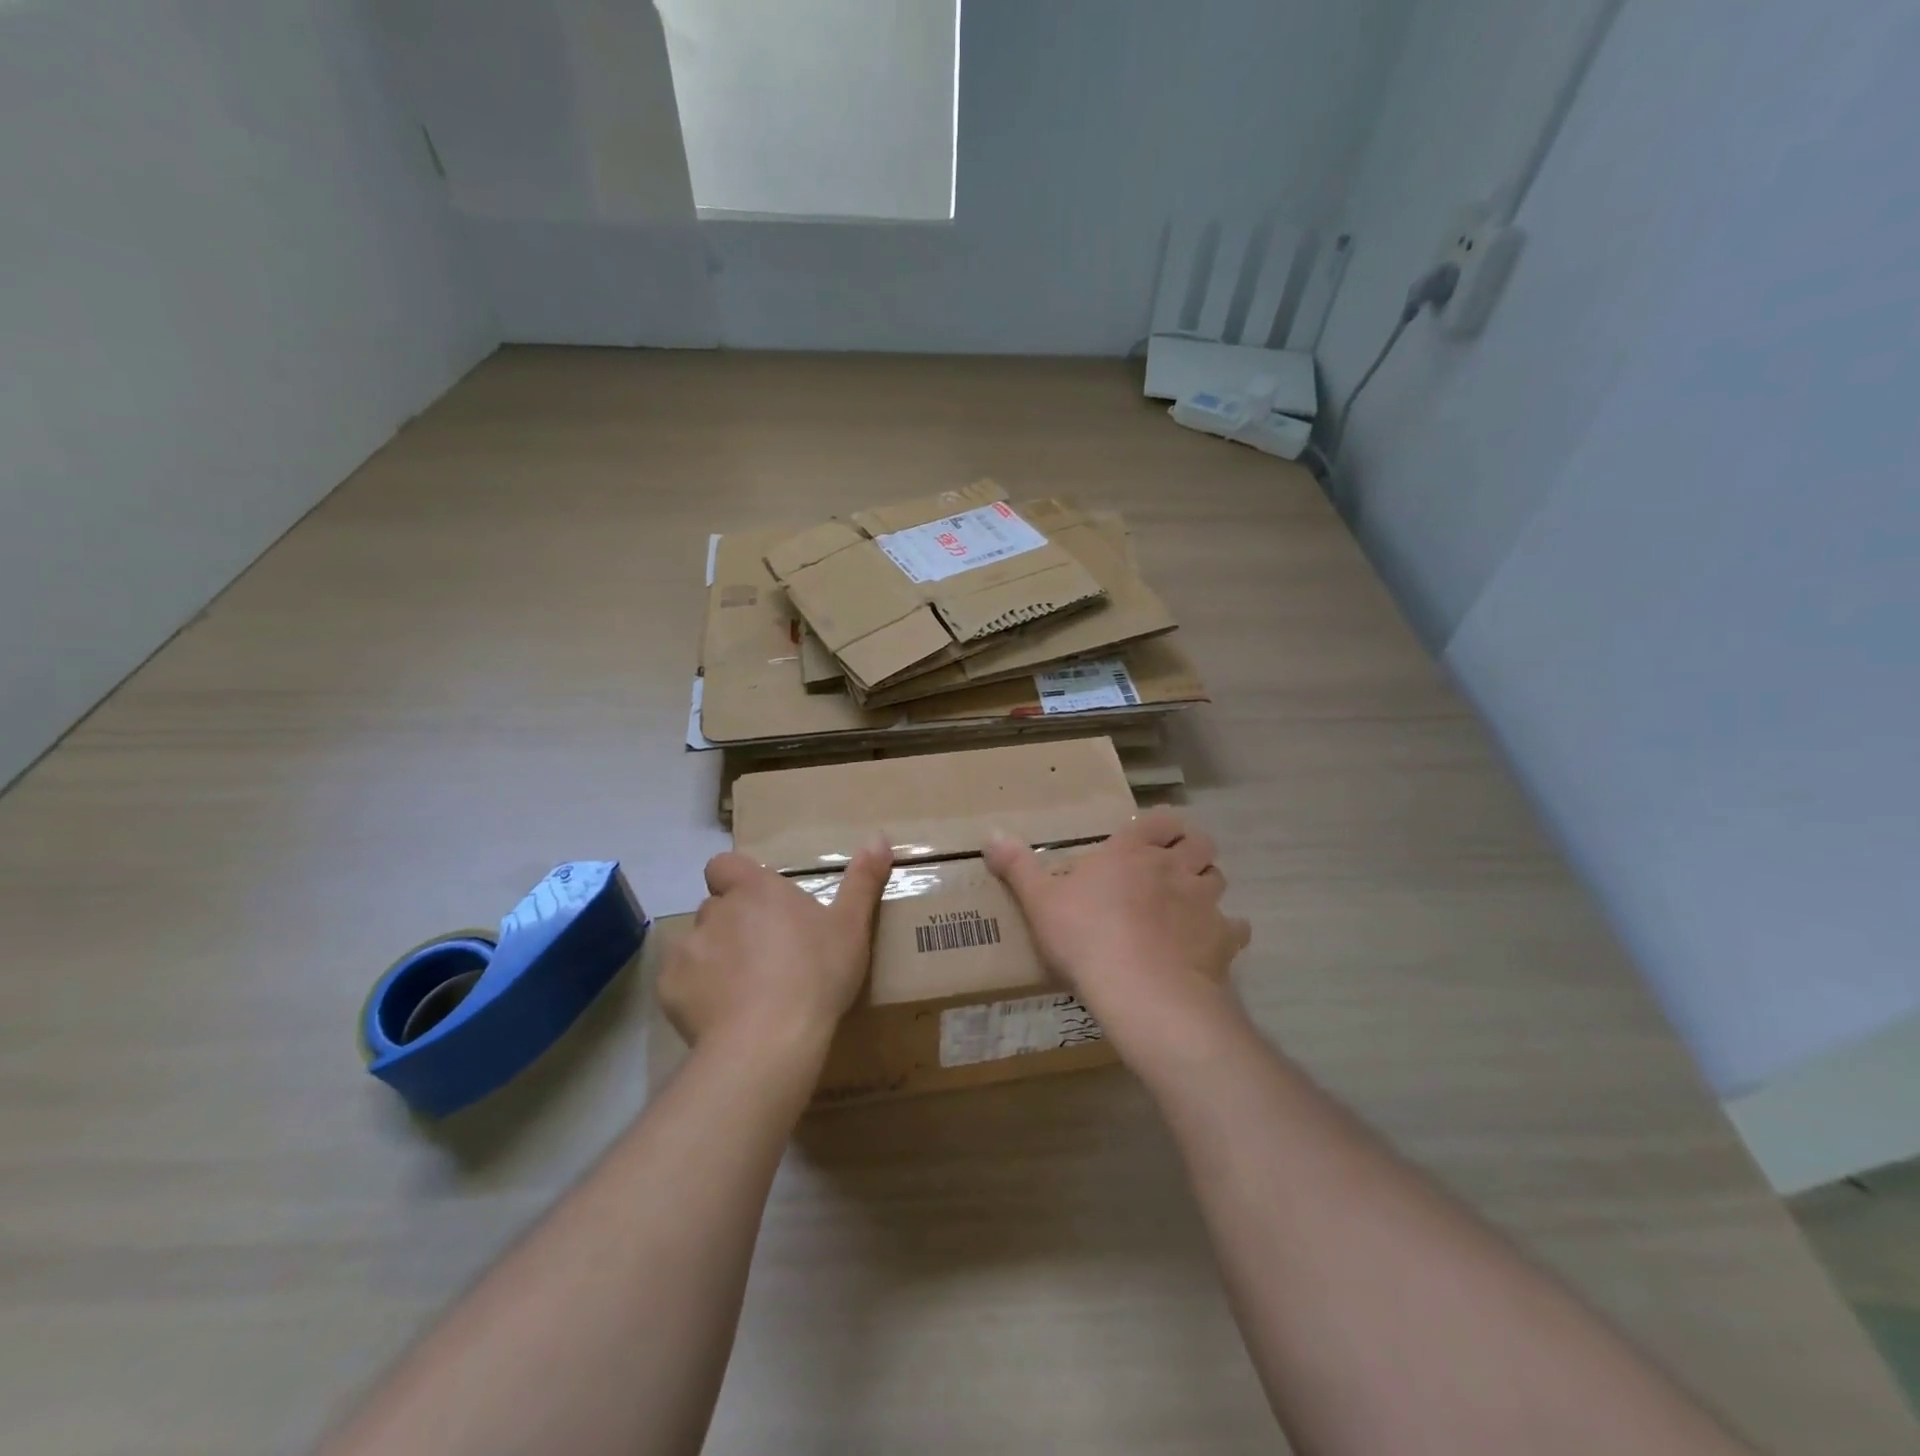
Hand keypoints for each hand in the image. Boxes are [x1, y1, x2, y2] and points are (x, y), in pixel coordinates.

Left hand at [660, 836, 892, 1062]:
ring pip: (697, 945)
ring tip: (743, 989)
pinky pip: (679, 983)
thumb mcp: (852, 926)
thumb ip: (862, 880)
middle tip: (764, 953)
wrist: (769, 1040)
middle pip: (715, 908)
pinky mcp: (670, 989)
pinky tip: (720, 1014)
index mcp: (755, 890)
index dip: (735, 880)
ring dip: (714, 958)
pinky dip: (695, 993)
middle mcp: (716, 911)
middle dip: (732, 925)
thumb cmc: (816, 973)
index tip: (758, 902)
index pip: (724, 865)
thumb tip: (879, 837)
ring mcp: (689, 949)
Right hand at [983, 809, 1249, 1063]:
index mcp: (1132, 851)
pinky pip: (1234, 929)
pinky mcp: (1222, 940)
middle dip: (1191, 852)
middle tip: (1171, 870)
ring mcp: (1203, 902)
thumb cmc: (1085, 936)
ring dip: (1206, 888)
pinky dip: (1225, 934)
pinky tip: (1207, 948)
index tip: (1150, 839)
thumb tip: (990, 834)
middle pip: (1201, 844)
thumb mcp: (1040, 901)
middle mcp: (1174, 868)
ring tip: (1187, 907)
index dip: (1161, 827)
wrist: (1141, 990)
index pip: (1161, 820)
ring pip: (1218, 880)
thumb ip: (1017, 866)